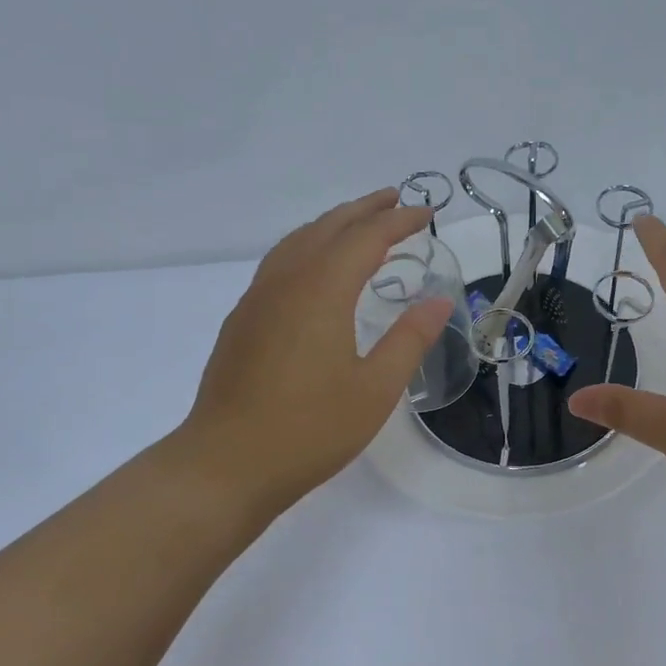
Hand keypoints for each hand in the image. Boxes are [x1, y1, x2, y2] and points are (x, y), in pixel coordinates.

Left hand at [167, 189, 452, 530]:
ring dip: (333, 224)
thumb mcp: (376, 389)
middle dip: (365, 209)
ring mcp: (257, 299)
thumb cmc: (310, 429)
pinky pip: (280, 262)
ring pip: (298, 240)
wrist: (226, 464)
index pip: (366, 237)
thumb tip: (439, 300)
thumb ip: (410, 339)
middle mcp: (285, 282)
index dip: (399, 221)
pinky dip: (308, 245)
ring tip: (360, 223)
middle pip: (328, 227)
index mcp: (321, 291)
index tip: (427, 214)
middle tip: (397, 200)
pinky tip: (316, 267)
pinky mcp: (243, 320)